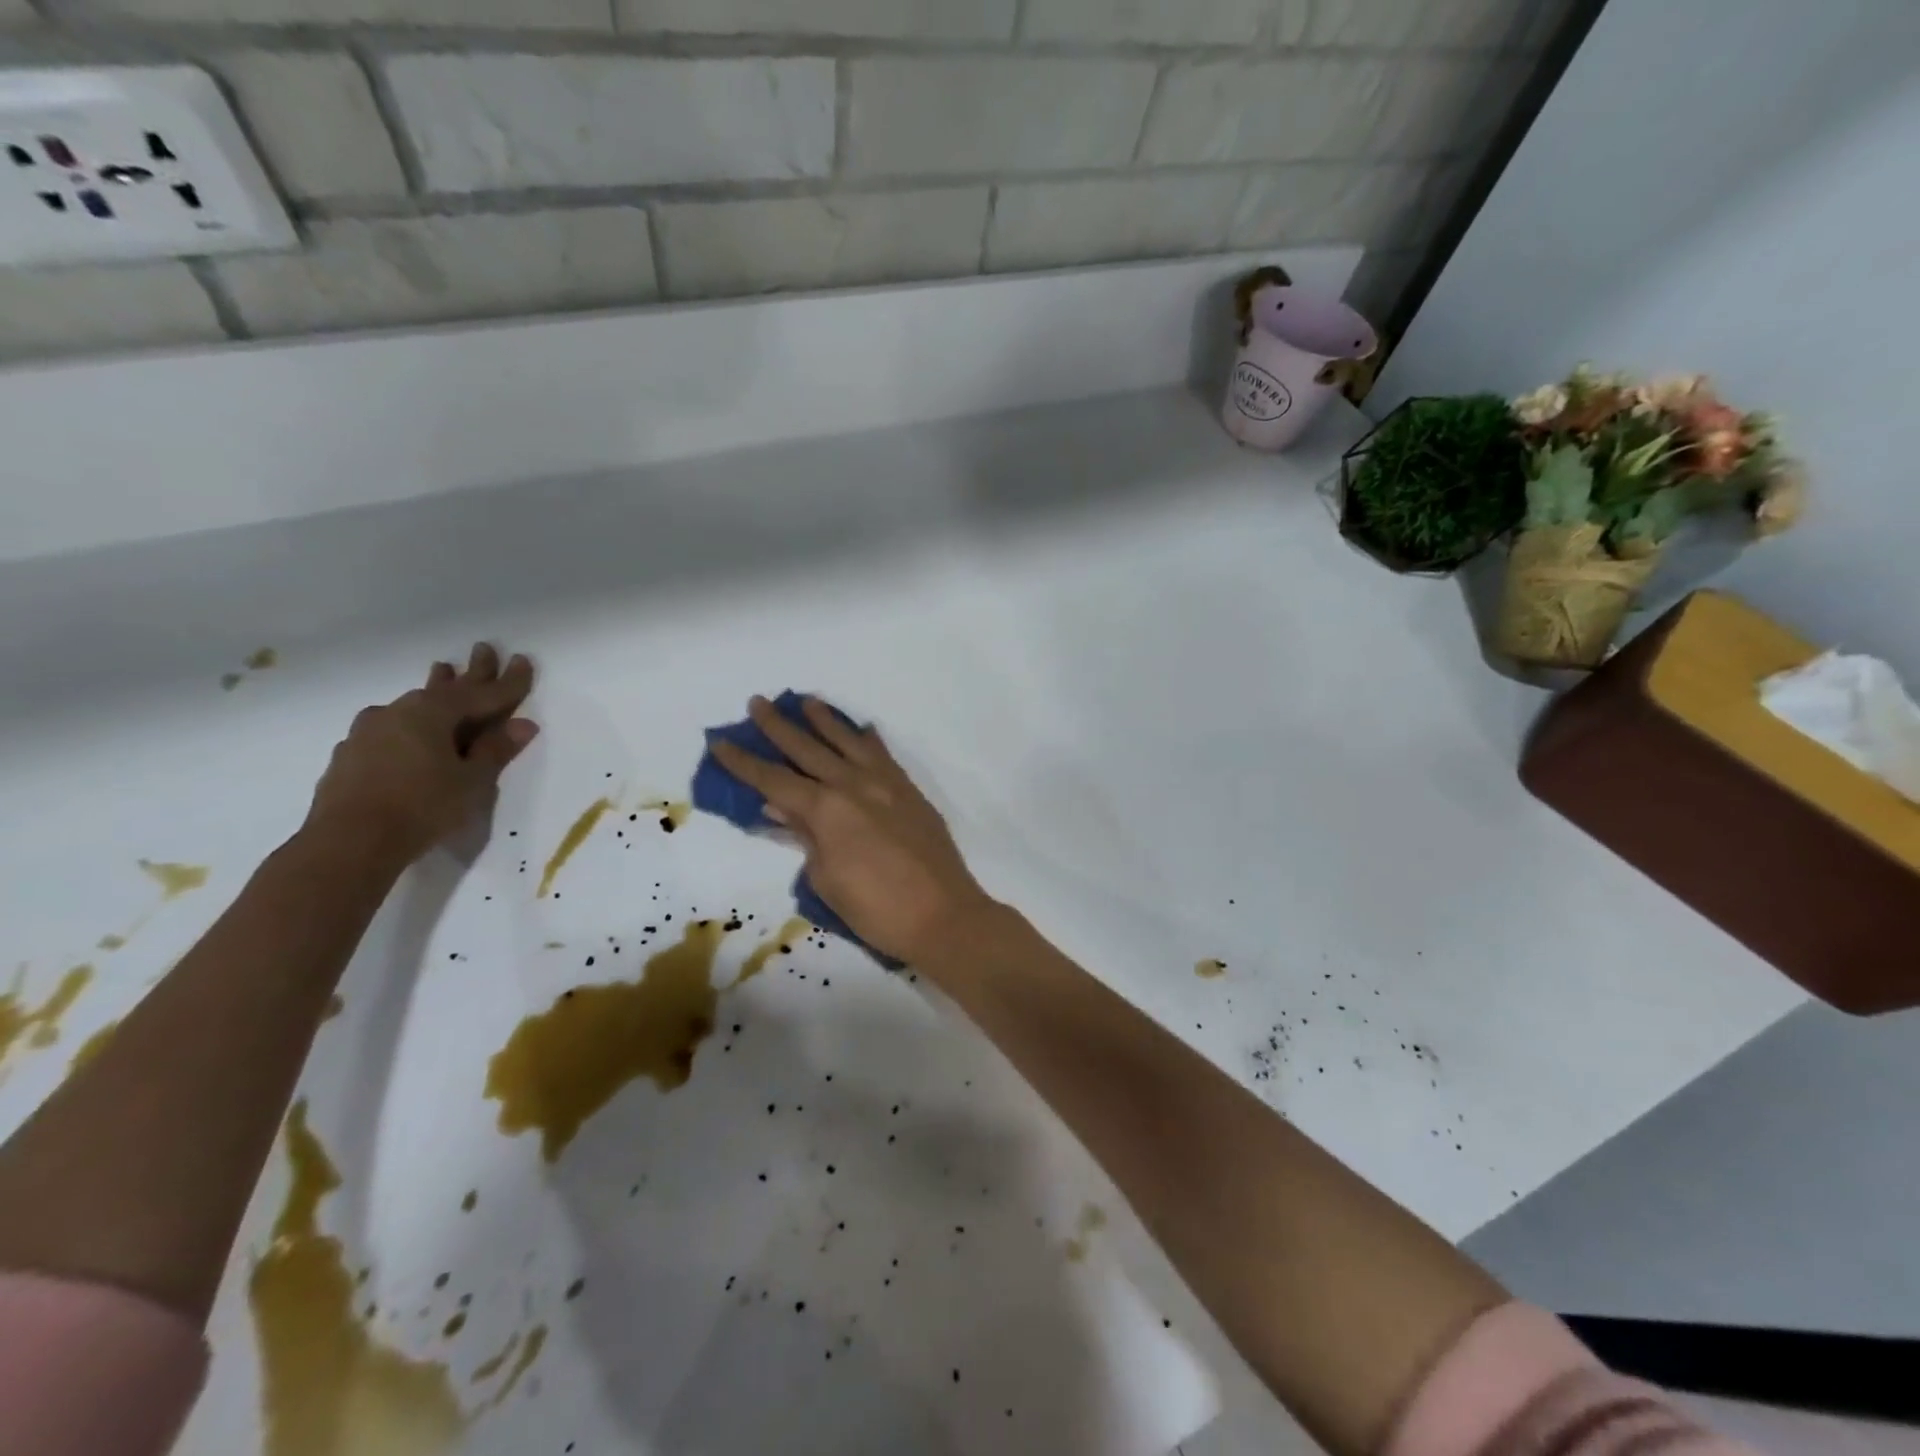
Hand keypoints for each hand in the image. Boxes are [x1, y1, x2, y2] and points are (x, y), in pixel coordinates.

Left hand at [306, 644, 538, 863]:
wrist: (348, 843)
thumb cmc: (423, 807)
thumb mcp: (472, 781)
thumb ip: (495, 750)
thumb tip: (522, 725)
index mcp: (432, 712)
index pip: (482, 693)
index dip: (508, 682)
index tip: (524, 661)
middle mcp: (398, 712)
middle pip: (445, 688)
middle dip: (471, 672)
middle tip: (485, 649)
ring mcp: (369, 732)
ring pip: (414, 705)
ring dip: (434, 690)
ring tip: (442, 672)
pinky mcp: (352, 755)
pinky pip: (392, 727)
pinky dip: (411, 721)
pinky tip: (407, 727)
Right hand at [711, 697, 996, 963]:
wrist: (943, 915)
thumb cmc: (876, 909)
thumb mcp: (826, 879)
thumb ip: (806, 838)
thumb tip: (784, 809)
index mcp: (826, 809)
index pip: (774, 779)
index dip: (744, 762)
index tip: (721, 741)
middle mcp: (854, 785)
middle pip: (808, 749)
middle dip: (779, 726)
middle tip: (758, 702)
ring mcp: (886, 784)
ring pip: (849, 742)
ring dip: (826, 721)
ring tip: (807, 702)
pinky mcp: (910, 792)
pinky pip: (884, 756)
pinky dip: (870, 741)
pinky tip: (863, 730)